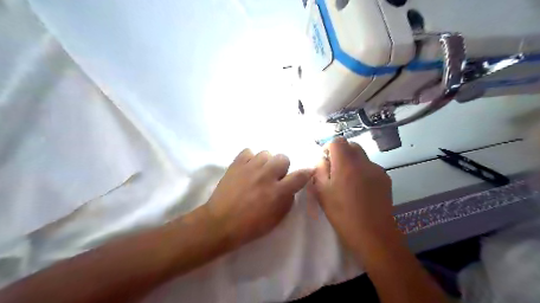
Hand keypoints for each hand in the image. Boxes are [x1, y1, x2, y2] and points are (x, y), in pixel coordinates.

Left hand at [203, 149, 314, 250]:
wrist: (220, 223)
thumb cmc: (250, 226)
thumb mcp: (276, 219)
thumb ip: (287, 200)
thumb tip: (290, 187)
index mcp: (278, 192)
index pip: (300, 175)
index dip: (306, 172)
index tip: (307, 172)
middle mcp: (266, 175)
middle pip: (283, 157)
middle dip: (282, 167)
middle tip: (274, 177)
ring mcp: (250, 167)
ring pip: (266, 153)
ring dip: (266, 163)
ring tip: (258, 172)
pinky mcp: (236, 164)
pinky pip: (248, 151)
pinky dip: (250, 159)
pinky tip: (247, 169)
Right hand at [311, 139, 394, 251]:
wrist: (373, 235)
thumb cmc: (342, 214)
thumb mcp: (322, 192)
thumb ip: (320, 170)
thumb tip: (323, 159)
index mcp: (346, 164)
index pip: (338, 141)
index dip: (329, 147)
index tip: (325, 161)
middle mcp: (364, 162)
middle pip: (352, 145)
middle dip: (341, 153)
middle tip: (334, 170)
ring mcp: (377, 170)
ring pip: (362, 156)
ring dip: (352, 162)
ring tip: (348, 182)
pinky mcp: (386, 179)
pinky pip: (370, 167)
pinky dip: (362, 171)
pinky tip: (360, 190)